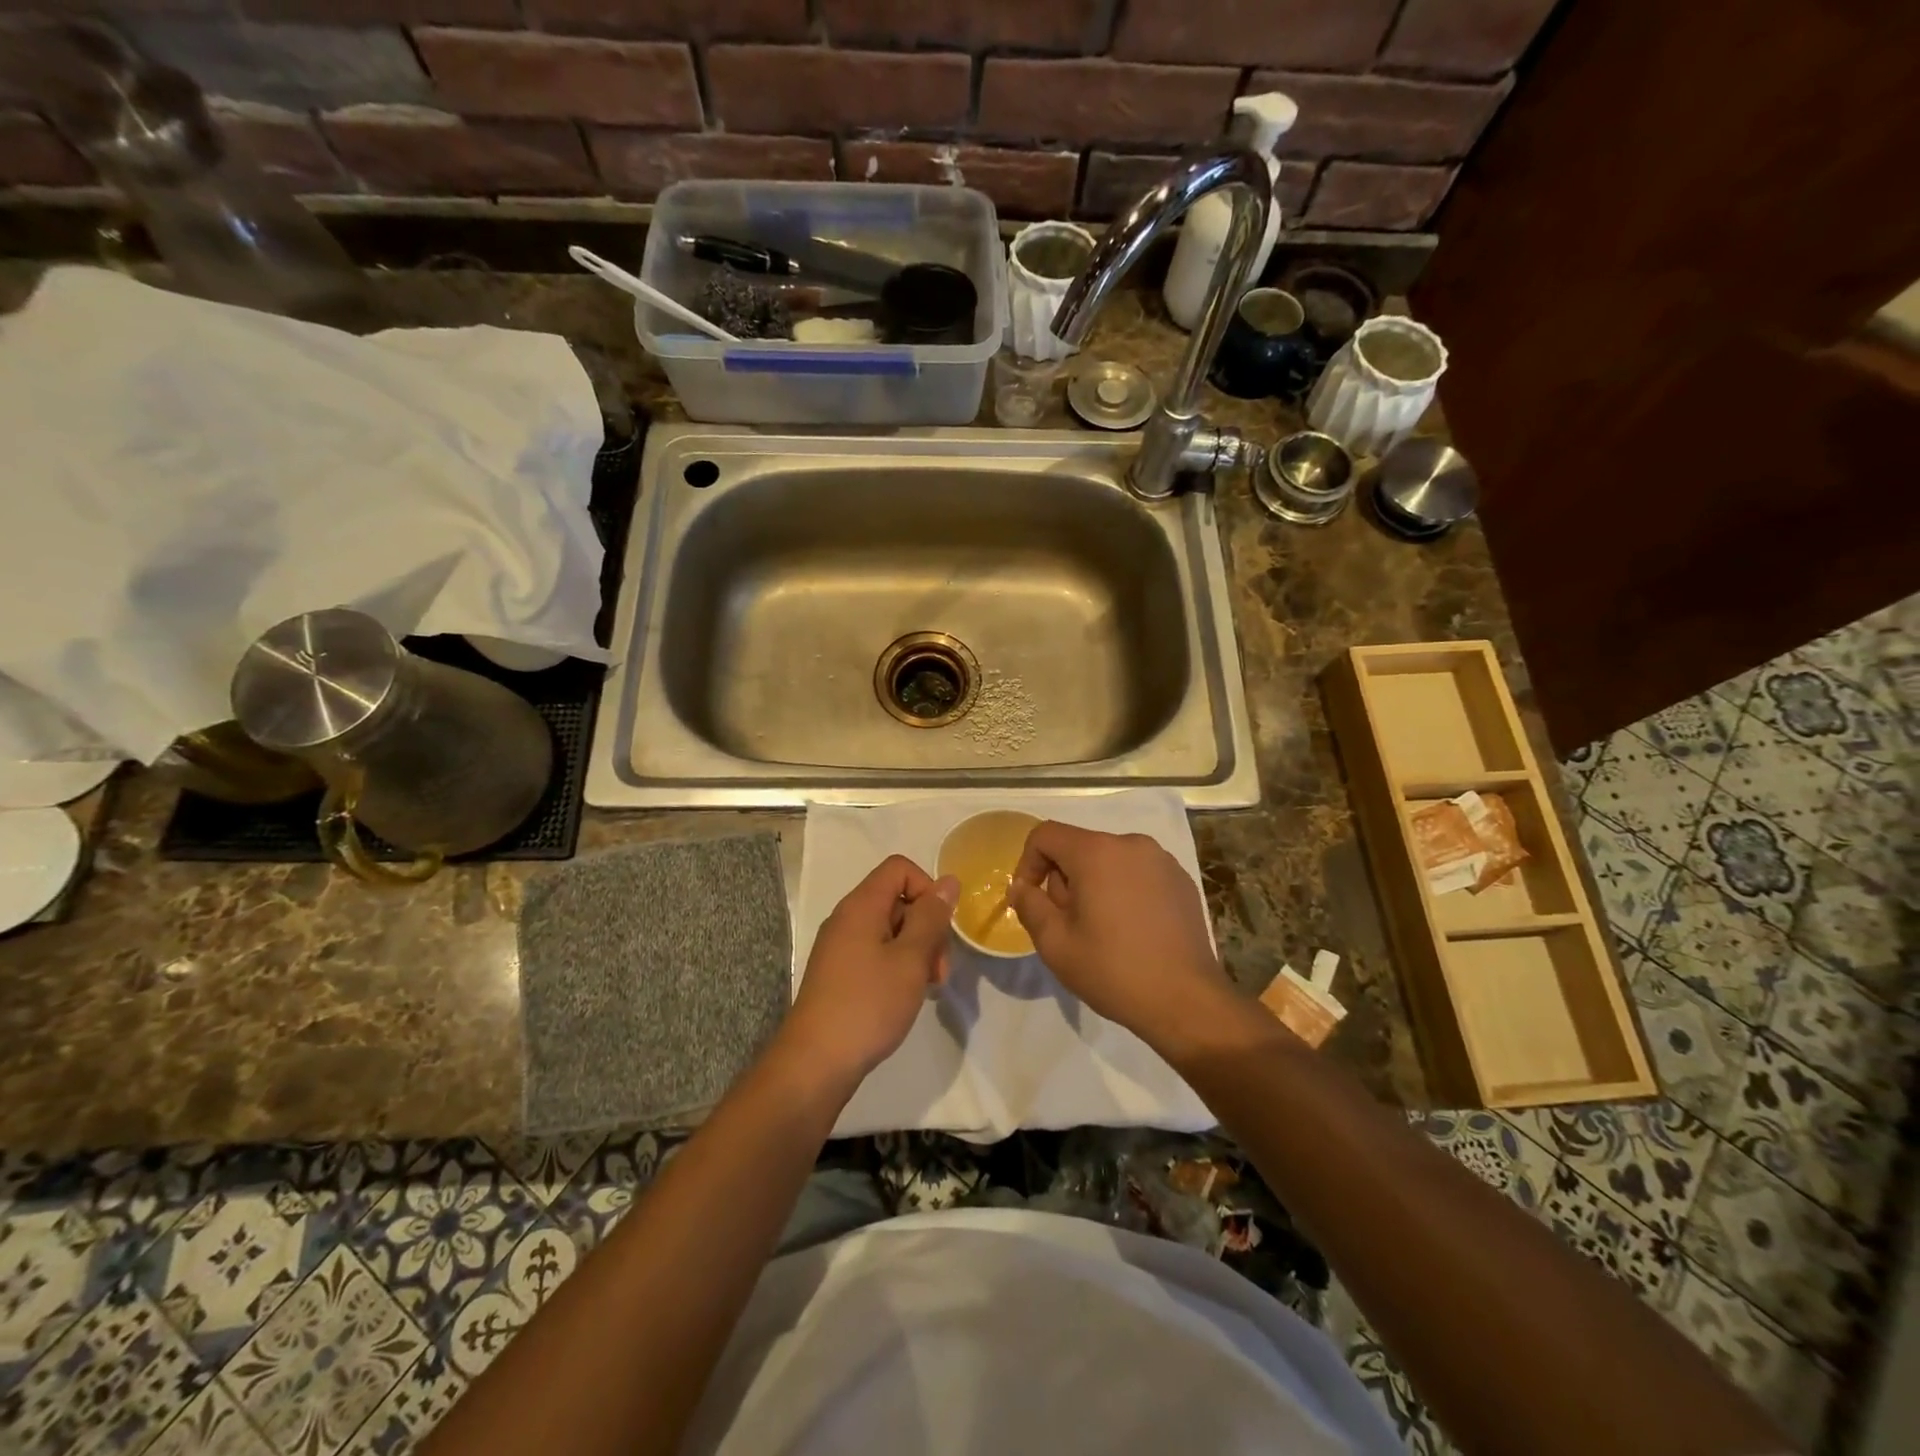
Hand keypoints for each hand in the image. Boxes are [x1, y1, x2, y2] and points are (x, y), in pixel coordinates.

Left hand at [782, 855, 958, 1081]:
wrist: (815, 1063)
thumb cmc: (868, 1005)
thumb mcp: (910, 960)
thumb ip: (931, 918)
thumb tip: (948, 881)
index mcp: (861, 906)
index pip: (899, 868)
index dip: (927, 888)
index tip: (939, 927)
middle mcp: (847, 918)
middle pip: (897, 899)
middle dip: (927, 927)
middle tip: (939, 970)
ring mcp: (840, 947)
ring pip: (890, 929)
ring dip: (916, 951)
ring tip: (927, 988)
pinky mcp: (839, 973)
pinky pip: (876, 952)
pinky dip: (898, 966)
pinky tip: (906, 996)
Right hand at [1007, 823, 1232, 1041]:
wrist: (1186, 1001)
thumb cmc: (1113, 970)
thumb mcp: (1055, 943)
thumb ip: (1030, 905)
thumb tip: (1022, 886)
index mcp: (1096, 852)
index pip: (1045, 835)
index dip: (1028, 863)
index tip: (1030, 899)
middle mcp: (1131, 844)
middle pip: (1079, 847)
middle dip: (1063, 879)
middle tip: (1067, 924)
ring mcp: (1161, 860)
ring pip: (1109, 860)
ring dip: (1094, 885)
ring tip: (1100, 930)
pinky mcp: (1181, 880)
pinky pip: (1137, 873)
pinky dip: (1124, 890)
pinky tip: (1131, 930)